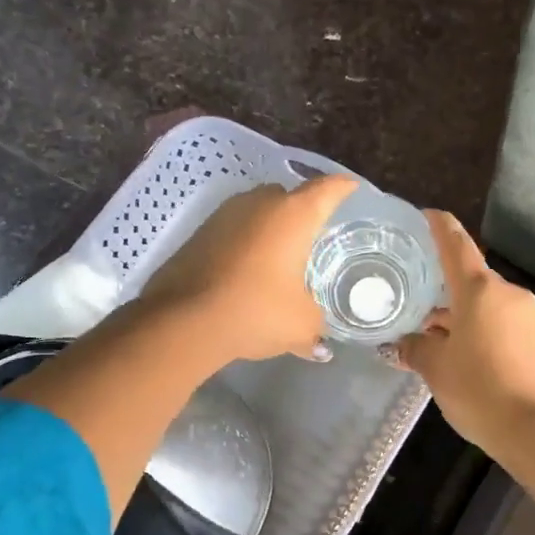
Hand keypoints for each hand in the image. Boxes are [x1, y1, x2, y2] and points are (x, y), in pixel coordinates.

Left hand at [142, 175, 356, 363]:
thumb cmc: (256, 311)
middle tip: (314, 236)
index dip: (343, 188)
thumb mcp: (301, 325)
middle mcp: (260, 203)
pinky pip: (234, 229)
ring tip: (280, 254)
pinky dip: (246, 242)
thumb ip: (315, 327)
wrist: (183, 320)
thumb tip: (320, 346)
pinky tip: (249, 268)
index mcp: (293, 216)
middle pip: (289, 196)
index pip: (327, 189)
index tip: (351, 189)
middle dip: (303, 211)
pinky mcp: (199, 232)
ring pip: (257, 211)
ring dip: (270, 227)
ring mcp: (225, 214)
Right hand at [393, 212, 534, 455]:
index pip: (456, 245)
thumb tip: (402, 344)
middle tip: (416, 306)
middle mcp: (509, 294)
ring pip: (488, 305)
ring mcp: (531, 316)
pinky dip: (483, 331)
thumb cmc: (481, 391)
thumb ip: (415, 350)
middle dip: (444, 292)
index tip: (428, 214)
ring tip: (436, 340)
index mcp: (480, 290)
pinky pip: (505, 324)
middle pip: (471, 281)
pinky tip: (467, 356)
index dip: (440, 227)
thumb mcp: (437, 370)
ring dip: (463, 316)